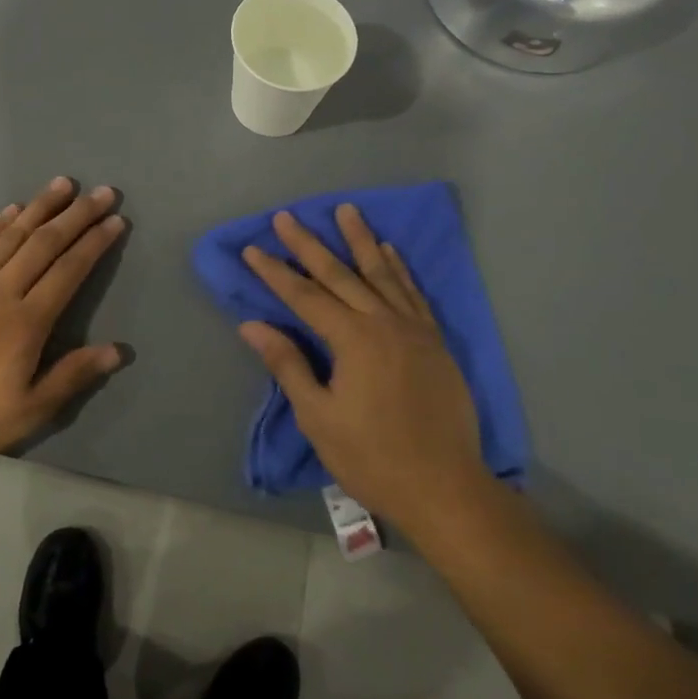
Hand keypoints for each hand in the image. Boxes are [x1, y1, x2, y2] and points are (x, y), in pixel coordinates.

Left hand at [0, 178, 127, 480]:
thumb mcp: (26, 413)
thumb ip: (71, 377)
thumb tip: (118, 350)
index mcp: (25, 323)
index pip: (69, 271)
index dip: (95, 243)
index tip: (116, 220)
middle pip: (44, 243)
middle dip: (77, 215)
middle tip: (102, 192)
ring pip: (9, 235)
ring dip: (40, 207)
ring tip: (63, 184)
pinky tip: (10, 209)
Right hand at [238, 205, 488, 535]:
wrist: (445, 488)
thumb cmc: (372, 457)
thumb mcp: (319, 417)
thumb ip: (288, 365)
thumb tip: (252, 326)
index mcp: (353, 340)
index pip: (305, 296)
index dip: (276, 272)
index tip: (252, 248)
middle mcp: (384, 323)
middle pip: (341, 274)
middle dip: (309, 244)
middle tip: (287, 216)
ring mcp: (414, 330)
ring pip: (382, 273)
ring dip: (360, 240)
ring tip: (346, 210)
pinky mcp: (435, 342)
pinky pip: (413, 293)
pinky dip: (400, 269)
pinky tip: (390, 251)